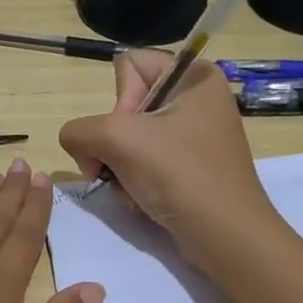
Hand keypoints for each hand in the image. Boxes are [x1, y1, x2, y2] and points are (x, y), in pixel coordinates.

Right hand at [58, 50, 274, 259]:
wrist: (224, 236)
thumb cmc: (179, 175)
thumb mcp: (118, 139)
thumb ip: (79, 130)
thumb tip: (78, 144)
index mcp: (194, 76)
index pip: (127, 66)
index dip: (118, 102)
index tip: (130, 134)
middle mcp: (197, 98)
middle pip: (125, 106)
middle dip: (113, 143)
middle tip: (122, 167)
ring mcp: (194, 135)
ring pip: (129, 138)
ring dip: (119, 167)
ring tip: (132, 189)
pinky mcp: (190, 166)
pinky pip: (145, 162)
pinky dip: (134, 181)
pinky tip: (142, 199)